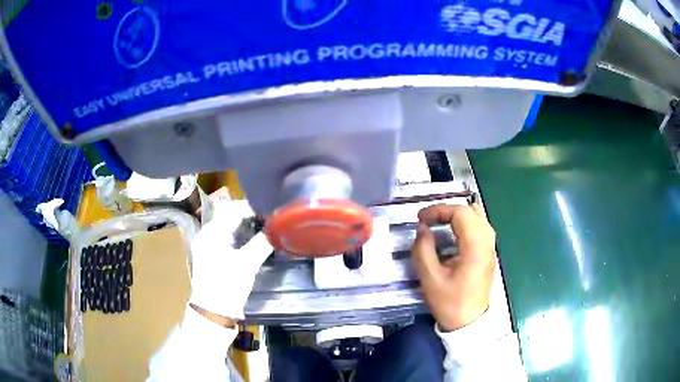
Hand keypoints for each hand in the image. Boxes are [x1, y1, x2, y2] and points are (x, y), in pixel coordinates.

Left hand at [188, 200, 272, 325]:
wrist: (214, 311)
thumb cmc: (228, 285)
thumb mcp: (247, 264)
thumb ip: (262, 243)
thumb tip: (278, 228)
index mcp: (212, 232)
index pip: (233, 210)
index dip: (252, 208)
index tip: (271, 210)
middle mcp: (207, 233)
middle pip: (229, 215)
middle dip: (249, 214)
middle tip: (269, 218)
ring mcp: (207, 244)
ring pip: (227, 225)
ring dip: (244, 224)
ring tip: (263, 226)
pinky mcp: (211, 254)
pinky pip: (225, 236)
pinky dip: (238, 234)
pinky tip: (251, 239)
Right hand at [412, 203, 496, 331]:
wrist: (469, 323)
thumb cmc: (450, 303)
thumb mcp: (430, 280)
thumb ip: (423, 251)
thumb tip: (422, 229)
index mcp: (475, 248)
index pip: (461, 213)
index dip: (439, 210)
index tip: (421, 219)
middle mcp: (487, 243)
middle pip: (472, 210)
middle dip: (448, 210)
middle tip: (429, 220)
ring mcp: (490, 248)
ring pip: (479, 217)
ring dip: (459, 216)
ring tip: (441, 224)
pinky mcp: (489, 253)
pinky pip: (481, 227)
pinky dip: (466, 224)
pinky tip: (454, 235)